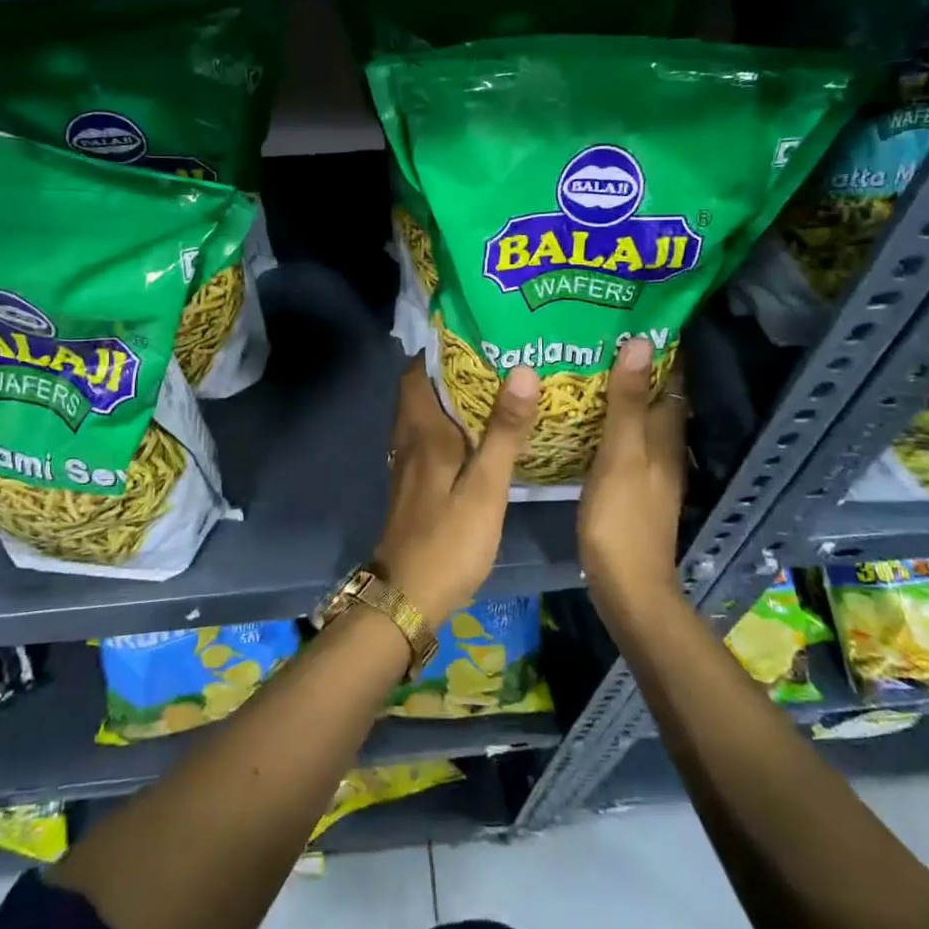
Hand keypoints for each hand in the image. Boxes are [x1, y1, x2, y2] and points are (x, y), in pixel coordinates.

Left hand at [374, 357, 538, 628]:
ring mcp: (409, 461)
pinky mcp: (416, 482)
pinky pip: (432, 436)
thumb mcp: (485, 487)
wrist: (408, 597)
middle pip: (424, 387)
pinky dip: (454, 423)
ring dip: (454, 396)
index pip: (418, 369)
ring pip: (428, 412)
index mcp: (423, 429)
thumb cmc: (448, 539)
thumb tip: (521, 369)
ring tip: (498, 384)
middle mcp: (409, 437)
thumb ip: (503, 431)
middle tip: (499, 353)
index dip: (442, 347)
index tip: (478, 330)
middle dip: (454, 367)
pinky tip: (483, 432)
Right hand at [578, 337, 687, 605]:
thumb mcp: (620, 454)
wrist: (627, 585)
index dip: (662, 349)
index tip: (635, 317)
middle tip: (601, 336)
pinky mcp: (632, 486)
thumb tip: (640, 342)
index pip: (672, 380)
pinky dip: (611, 421)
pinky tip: (585, 418)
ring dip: (622, 393)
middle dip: (636, 366)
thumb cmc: (622, 518)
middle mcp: (665, 448)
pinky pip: (625, 440)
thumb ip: (627, 402)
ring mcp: (649, 469)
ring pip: (640, 419)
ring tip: (587, 366)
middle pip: (656, 397)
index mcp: (667, 436)